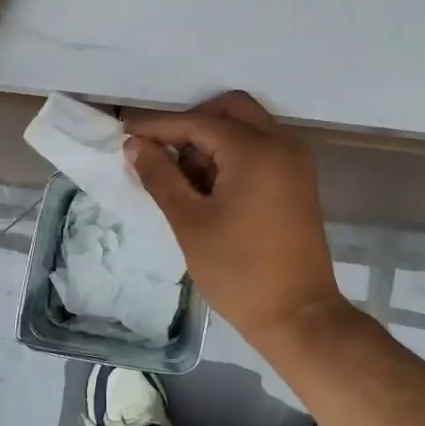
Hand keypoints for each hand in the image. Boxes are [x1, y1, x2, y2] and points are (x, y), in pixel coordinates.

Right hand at [123, 91, 348, 346]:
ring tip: (185, 179)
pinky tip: (212, 186)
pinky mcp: (299, 180)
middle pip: (230, 109)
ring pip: (248, 125)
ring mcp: (296, 161)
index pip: (198, 122)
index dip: (158, 126)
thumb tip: (135, 144)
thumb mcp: (190, 223)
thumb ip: (160, 176)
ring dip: (214, 138)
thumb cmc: (239, 272)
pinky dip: (234, 152)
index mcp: (255, 151)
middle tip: (162, 153)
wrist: (298, 316)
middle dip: (191, 123)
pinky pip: (262, 146)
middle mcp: (282, 144)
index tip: (125, 131)